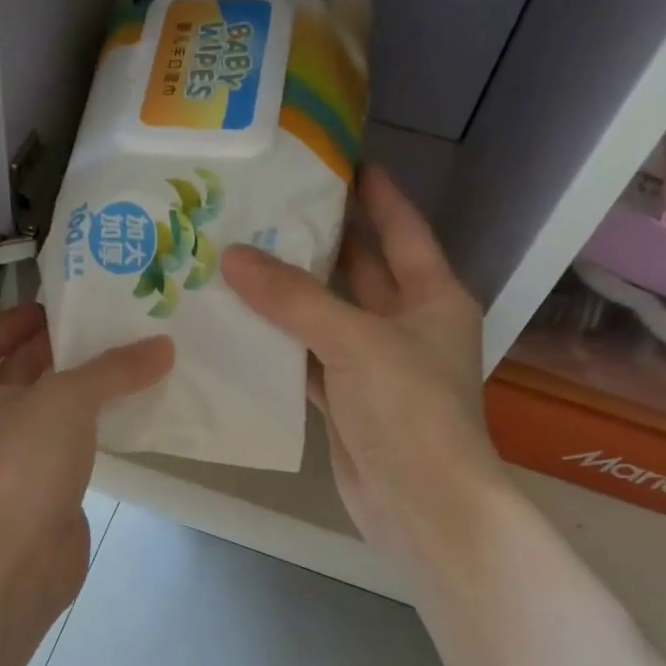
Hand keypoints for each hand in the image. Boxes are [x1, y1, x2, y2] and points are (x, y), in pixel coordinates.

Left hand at [0, 301, 172, 611]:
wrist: (15, 557)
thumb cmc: (22, 462)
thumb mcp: (66, 399)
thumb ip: (113, 369)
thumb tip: (161, 346)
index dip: (10, 322)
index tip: (51, 309)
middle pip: (15, 375)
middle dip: (53, 352)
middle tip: (102, 330)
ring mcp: (11, 461)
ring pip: (45, 413)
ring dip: (78, 391)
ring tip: (124, 365)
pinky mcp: (41, 490)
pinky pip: (67, 447)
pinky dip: (90, 429)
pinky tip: (125, 415)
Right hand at [220, 166, 504, 572]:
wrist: (421, 504)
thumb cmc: (409, 411)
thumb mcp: (357, 342)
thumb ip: (295, 299)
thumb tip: (233, 257)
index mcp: (432, 298)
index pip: (401, 230)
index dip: (375, 194)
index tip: (340, 160)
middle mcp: (406, 327)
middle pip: (360, 272)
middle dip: (321, 242)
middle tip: (268, 210)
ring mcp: (374, 369)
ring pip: (327, 320)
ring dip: (291, 298)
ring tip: (240, 261)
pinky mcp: (347, 405)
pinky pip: (308, 363)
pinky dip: (280, 349)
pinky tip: (242, 330)